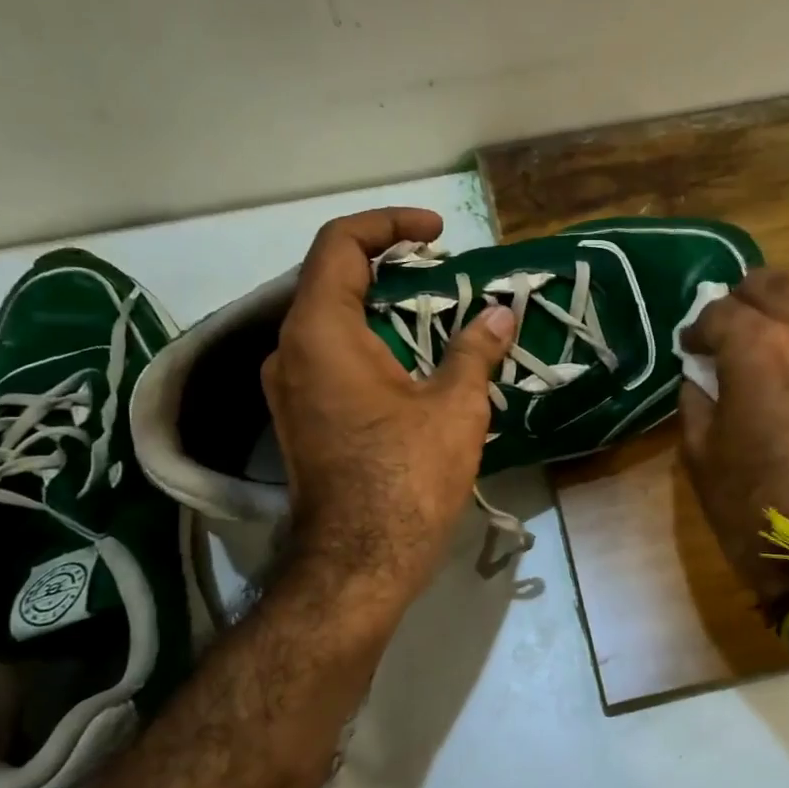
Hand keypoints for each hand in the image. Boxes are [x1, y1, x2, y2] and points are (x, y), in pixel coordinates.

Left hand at [264, 209, 514, 611]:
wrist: (359, 562)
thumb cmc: (406, 477)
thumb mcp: (454, 408)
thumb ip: (475, 351)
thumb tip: (500, 314)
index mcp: (320, 332)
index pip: (340, 245)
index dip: (389, 224)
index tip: (436, 233)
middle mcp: (290, 351)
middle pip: (331, 280)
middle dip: (388, 266)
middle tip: (441, 273)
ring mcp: (288, 389)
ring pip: (330, 323)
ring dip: (380, 309)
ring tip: (434, 316)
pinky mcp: (299, 420)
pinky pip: (330, 359)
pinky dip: (369, 344)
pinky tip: (411, 364)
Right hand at [678, 269, 788, 614]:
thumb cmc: (752, 502)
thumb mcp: (699, 452)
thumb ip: (695, 397)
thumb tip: (700, 374)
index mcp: (756, 347)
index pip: (718, 310)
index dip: (696, 328)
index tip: (688, 350)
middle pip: (771, 284)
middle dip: (741, 300)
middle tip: (724, 332)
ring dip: (778, 318)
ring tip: (759, 352)